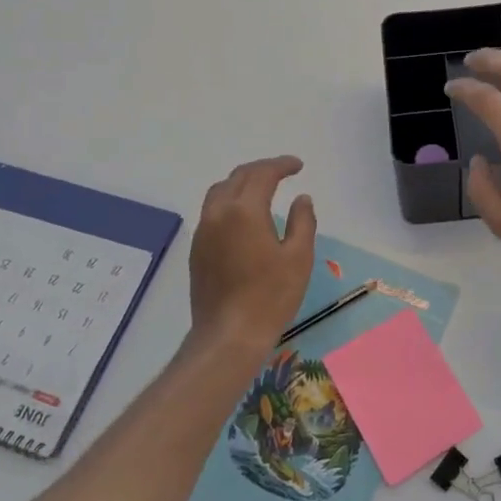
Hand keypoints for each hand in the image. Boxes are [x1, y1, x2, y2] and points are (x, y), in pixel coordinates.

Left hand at [185, 156, 317, 366]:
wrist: (228, 335)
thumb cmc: (270, 296)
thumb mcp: (298, 257)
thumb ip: (302, 221)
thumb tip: (301, 198)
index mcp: (244, 211)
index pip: (262, 174)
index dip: (281, 165)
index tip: (298, 166)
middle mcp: (218, 213)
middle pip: (238, 178)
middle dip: (262, 170)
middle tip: (283, 172)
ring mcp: (203, 232)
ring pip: (220, 192)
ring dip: (242, 183)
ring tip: (263, 188)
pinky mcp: (197, 250)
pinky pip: (212, 211)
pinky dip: (230, 201)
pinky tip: (245, 216)